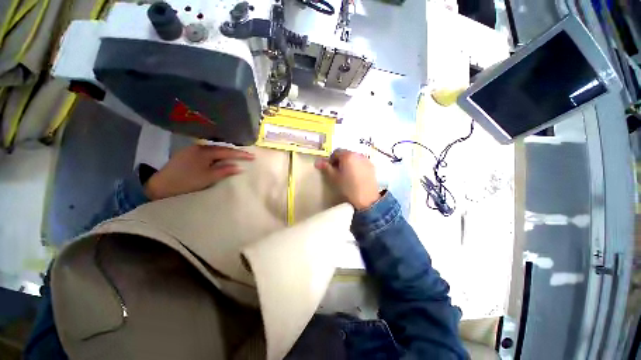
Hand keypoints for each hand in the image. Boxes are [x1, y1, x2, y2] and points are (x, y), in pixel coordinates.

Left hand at [144, 145, 253, 199]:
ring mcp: (192, 150)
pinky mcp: (187, 155)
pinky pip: (208, 152)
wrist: (160, 186)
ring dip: (226, 153)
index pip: (227, 151)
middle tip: (247, 155)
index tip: (253, 157)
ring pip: (214, 150)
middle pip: (221, 148)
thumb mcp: (208, 178)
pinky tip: (220, 158)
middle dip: (235, 152)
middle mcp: (198, 147)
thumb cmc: (186, 182)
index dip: (241, 154)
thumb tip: (240, 167)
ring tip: (237, 156)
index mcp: (204, 152)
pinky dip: (217, 155)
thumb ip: (225, 171)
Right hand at [315, 149, 379, 209]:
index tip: (330, 169)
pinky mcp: (371, 166)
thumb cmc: (348, 187)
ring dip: (348, 163)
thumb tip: (317, 162)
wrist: (367, 199)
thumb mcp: (334, 178)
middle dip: (340, 161)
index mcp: (348, 155)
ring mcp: (366, 160)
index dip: (331, 160)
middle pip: (345, 154)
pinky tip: (356, 177)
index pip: (336, 152)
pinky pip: (361, 163)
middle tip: (337, 172)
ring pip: (354, 158)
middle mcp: (358, 154)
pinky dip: (356, 166)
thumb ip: (326, 167)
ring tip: (347, 175)